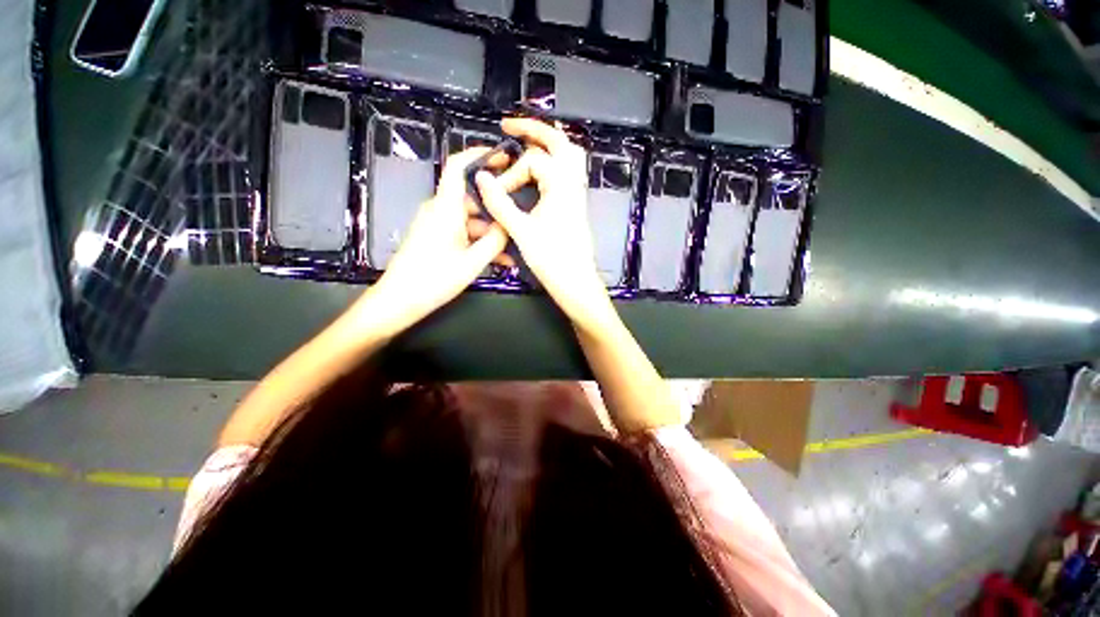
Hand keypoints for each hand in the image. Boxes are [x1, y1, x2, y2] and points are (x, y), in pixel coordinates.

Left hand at [358, 147, 509, 331]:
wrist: (399, 300)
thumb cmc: (434, 279)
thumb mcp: (472, 262)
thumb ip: (494, 241)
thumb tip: (508, 226)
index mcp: (445, 208)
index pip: (458, 167)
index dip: (480, 155)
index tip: (503, 157)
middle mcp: (439, 210)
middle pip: (472, 197)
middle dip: (496, 207)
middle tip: (520, 216)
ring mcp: (436, 224)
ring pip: (470, 220)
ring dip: (491, 233)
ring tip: (513, 250)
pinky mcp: (435, 237)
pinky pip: (462, 233)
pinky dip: (479, 242)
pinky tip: (499, 260)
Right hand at [475, 118, 616, 332]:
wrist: (577, 283)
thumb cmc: (551, 260)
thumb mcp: (521, 231)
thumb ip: (500, 203)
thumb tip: (480, 177)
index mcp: (561, 185)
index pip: (533, 161)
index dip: (510, 173)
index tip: (497, 193)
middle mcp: (573, 183)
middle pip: (560, 141)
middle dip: (534, 129)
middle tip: (509, 126)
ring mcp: (578, 194)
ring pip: (569, 156)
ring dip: (548, 144)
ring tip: (526, 141)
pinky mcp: (576, 205)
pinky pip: (569, 172)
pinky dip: (555, 162)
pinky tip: (540, 171)